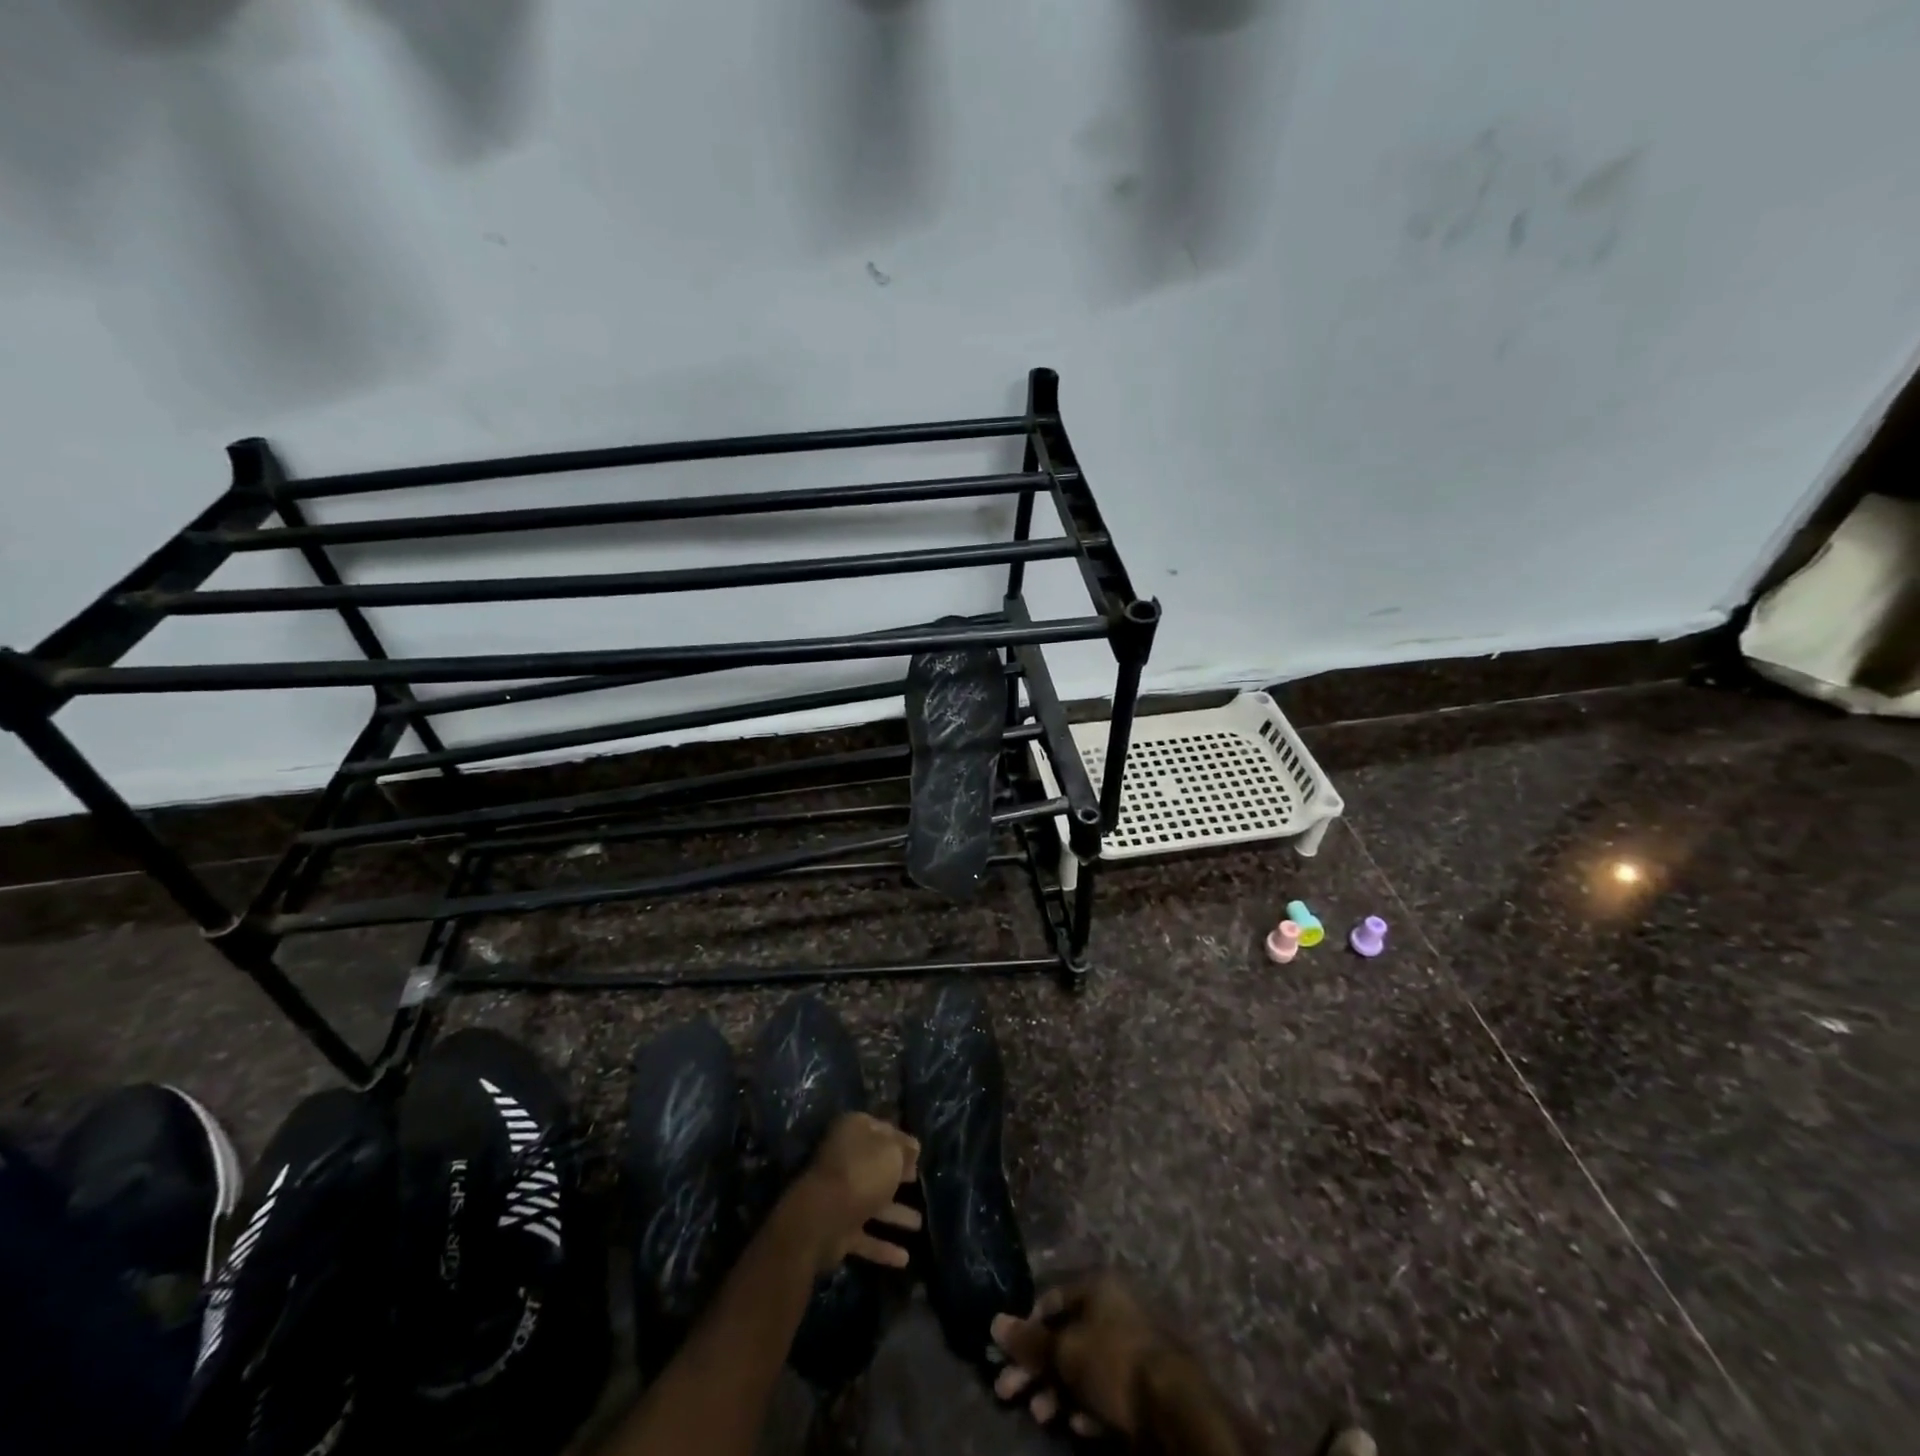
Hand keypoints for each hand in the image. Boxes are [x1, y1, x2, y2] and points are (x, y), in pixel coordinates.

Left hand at [788, 1112, 920, 1273]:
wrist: (822, 1218)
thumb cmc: (861, 1173)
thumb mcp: (891, 1151)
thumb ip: (904, 1148)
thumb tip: (912, 1147)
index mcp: (854, 1132)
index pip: (882, 1129)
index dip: (901, 1139)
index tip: (918, 1151)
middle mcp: (845, 1161)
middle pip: (877, 1166)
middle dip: (898, 1175)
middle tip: (918, 1180)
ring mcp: (841, 1198)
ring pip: (874, 1203)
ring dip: (896, 1214)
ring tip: (919, 1224)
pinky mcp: (838, 1231)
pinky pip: (866, 1237)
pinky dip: (883, 1247)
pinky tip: (905, 1259)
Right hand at [990, 1273, 1164, 1437]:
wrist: (1171, 1408)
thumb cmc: (1112, 1362)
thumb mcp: (1065, 1351)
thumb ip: (1030, 1341)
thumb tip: (995, 1322)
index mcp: (1096, 1288)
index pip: (1050, 1301)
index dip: (1026, 1328)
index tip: (1006, 1357)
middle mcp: (1112, 1310)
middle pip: (1063, 1337)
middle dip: (1036, 1368)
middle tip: (1009, 1392)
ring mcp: (1127, 1348)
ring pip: (1081, 1368)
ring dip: (1057, 1391)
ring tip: (1042, 1416)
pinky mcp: (1138, 1385)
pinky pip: (1103, 1391)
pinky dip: (1085, 1406)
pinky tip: (1077, 1426)